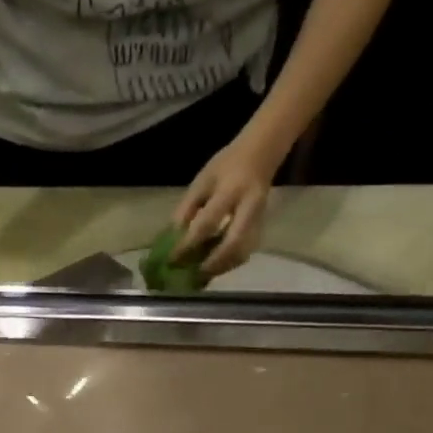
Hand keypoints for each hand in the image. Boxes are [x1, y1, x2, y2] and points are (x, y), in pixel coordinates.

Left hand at [172, 134, 282, 277]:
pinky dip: (228, 264)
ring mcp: (259, 220)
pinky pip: (244, 253)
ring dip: (220, 268)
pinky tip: (212, 267)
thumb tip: (171, 240)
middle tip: (191, 276)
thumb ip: (186, 210)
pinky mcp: (261, 229)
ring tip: (199, 276)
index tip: (171, 260)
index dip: (188, 244)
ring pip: (242, 253)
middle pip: (233, 244)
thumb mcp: (201, 182)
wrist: (260, 155)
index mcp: (230, 191)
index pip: (207, 223)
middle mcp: (249, 208)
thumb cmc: (226, 168)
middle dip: (211, 264)